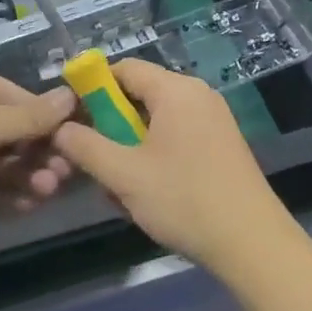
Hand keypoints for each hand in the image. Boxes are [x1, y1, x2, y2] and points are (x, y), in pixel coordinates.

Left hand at [0, 62, 76, 234]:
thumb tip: (71, 98)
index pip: (19, 98)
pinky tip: (26, 205)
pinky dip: (0, 192)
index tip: (77, 142)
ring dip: (23, 175)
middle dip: (37, 153)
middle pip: (10, 132)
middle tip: (62, 176)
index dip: (49, 120)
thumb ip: (30, 118)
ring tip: (46, 193)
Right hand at [51, 60, 292, 272]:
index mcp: (176, 90)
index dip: (91, 88)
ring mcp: (213, 119)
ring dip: (130, 147)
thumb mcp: (124, 174)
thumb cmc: (184, 199)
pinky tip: (146, 192)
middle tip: (92, 159)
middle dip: (110, 125)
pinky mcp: (220, 143)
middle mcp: (197, 95)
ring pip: (156, 121)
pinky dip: (154, 155)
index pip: (123, 69)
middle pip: (139, 94)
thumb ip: (86, 146)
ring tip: (119, 187)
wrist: (251, 241)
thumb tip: (60, 128)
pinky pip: (176, 136)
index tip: (70, 118)